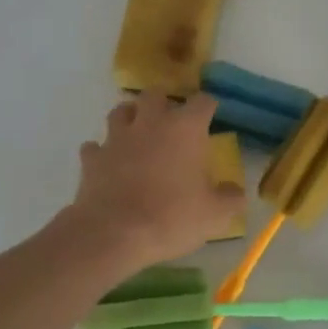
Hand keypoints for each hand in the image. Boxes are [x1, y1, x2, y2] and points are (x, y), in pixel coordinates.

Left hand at [67, 91, 242, 275]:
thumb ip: (230, 198)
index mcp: (185, 129)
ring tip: (138, 133)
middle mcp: (150, 123)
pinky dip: (102, 152)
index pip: (202, 101)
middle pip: (155, 94)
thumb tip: (235, 192)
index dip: (208, 106)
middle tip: (171, 121)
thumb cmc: (172, 218)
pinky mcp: (92, 159)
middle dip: (164, 102)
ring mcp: (117, 138)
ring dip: (130, 118)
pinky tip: (108, 164)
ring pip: (120, 111)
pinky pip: (95, 147)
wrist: (113, 234)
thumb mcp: (215, 215)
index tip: (211, 115)